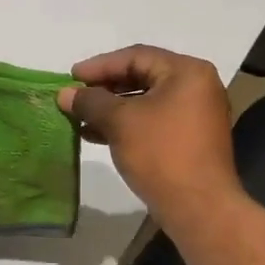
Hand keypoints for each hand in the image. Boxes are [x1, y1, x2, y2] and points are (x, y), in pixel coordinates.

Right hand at [56, 46, 240, 225]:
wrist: (199, 208)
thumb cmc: (161, 154)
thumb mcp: (120, 122)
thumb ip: (90, 102)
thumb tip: (64, 94)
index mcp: (187, 72)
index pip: (136, 56)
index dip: (99, 65)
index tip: (71, 77)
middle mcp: (196, 87)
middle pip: (141, 76)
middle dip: (104, 87)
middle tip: (74, 95)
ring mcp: (195, 114)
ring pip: (144, 101)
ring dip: (110, 108)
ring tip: (79, 117)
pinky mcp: (188, 139)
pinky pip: (152, 121)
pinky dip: (125, 124)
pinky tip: (96, 135)